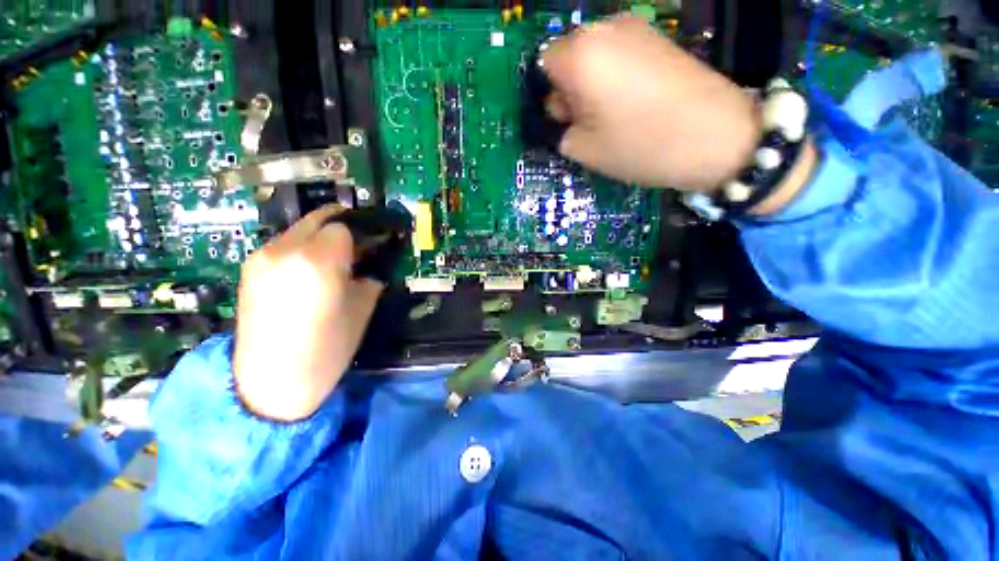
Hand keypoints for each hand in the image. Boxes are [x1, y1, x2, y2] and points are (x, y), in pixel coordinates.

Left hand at [233, 206, 382, 421]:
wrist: (270, 383)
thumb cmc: (327, 349)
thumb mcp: (363, 309)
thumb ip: (368, 277)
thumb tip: (370, 264)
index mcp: (317, 261)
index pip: (343, 226)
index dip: (361, 236)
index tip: (371, 248)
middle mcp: (284, 249)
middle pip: (318, 219)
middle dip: (341, 228)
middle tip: (357, 249)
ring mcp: (261, 257)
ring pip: (299, 229)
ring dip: (320, 238)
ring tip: (332, 264)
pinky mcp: (249, 269)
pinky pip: (283, 245)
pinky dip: (302, 249)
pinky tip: (308, 275)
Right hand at [542, 16, 760, 191]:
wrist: (715, 135)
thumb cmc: (639, 145)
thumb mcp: (585, 150)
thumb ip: (560, 131)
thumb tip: (562, 118)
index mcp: (580, 55)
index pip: (545, 65)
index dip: (551, 95)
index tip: (567, 120)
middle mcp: (605, 29)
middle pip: (570, 56)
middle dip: (571, 88)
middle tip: (589, 121)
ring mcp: (636, 28)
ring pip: (595, 55)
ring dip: (593, 84)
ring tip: (613, 114)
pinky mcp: (658, 37)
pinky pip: (620, 54)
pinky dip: (616, 76)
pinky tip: (633, 101)